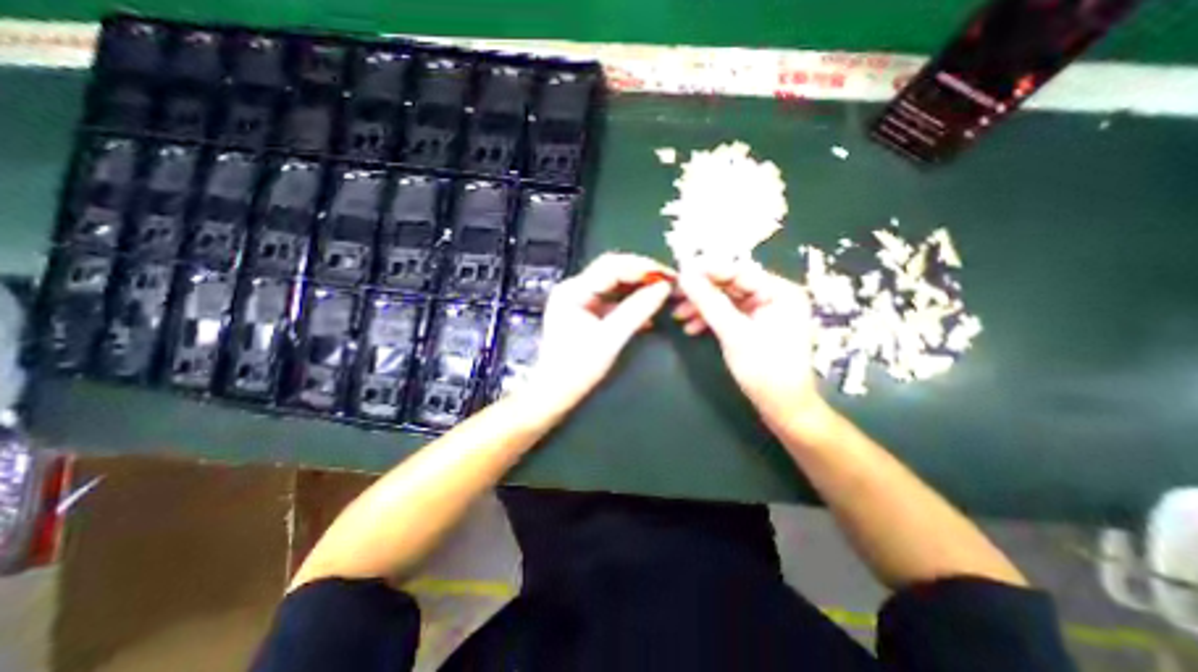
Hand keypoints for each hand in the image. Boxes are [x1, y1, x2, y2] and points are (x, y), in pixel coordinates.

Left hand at [525, 256, 672, 417]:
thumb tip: (663, 288)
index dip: (643, 268)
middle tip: (669, 281)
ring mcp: (579, 300)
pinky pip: (612, 300)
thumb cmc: (578, 369)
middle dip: (643, 275)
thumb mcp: (611, 339)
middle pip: (613, 271)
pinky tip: (648, 312)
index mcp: (574, 291)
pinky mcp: (586, 313)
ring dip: (639, 288)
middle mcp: (575, 289)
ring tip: (663, 293)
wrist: (555, 394)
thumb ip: (637, 311)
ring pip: (615, 285)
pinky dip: (631, 303)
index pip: (612, 266)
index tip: (669, 275)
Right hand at [672, 259, 834, 431]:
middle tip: (674, 295)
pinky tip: (691, 328)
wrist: (783, 408)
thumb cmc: (764, 370)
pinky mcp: (755, 325)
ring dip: (701, 307)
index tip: (680, 272)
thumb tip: (684, 276)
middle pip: (731, 285)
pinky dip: (710, 320)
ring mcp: (764, 311)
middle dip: (701, 292)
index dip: (707, 270)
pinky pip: (728, 314)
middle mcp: (774, 296)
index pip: (738, 271)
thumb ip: (709, 302)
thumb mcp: (733, 333)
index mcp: (780, 292)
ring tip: (678, 315)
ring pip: (726, 300)